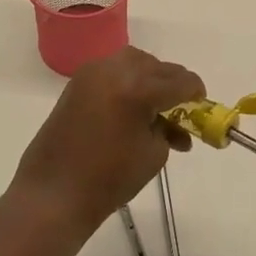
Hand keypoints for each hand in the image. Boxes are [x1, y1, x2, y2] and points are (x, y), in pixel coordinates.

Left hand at [13, 47, 204, 229]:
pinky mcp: (77, 82)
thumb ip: (169, 129)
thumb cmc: (108, 179)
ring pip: (134, 62)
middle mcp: (115, 71)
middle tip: (181, 109)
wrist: (54, 193)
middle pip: (157, 66)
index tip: (201, 104)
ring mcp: (92, 73)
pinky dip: (128, 81)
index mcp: (138, 89)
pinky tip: (133, 105)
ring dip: (150, 77)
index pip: (180, 82)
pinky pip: (113, 70)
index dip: (196, 92)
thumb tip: (174, 121)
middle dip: (173, 84)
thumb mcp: (153, 154)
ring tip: (156, 106)